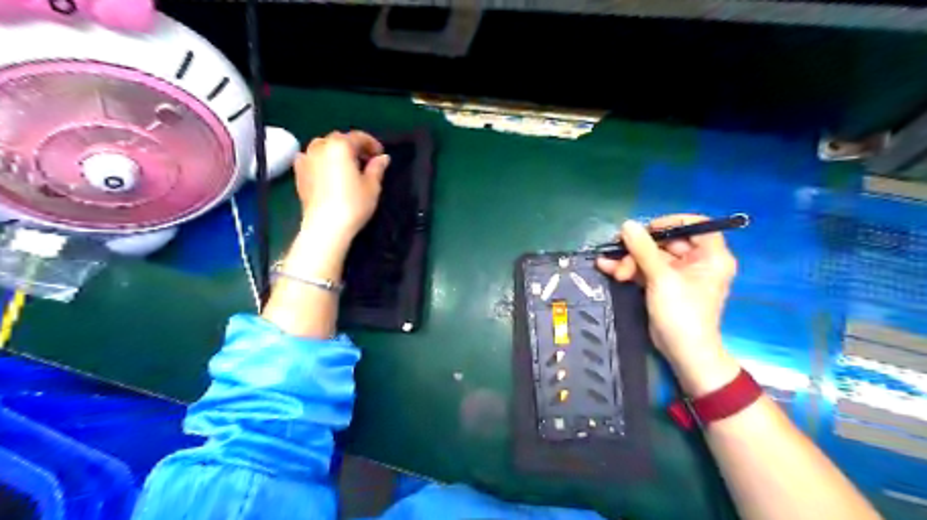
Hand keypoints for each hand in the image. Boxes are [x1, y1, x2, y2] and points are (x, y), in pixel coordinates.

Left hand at [296, 130, 389, 241]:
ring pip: (322, 147)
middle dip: (353, 147)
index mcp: (340, 146)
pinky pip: (310, 159)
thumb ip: (377, 168)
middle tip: (365, 161)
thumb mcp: (372, 186)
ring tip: (346, 166)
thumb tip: (383, 158)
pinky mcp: (299, 173)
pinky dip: (320, 160)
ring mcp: (306, 159)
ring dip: (335, 152)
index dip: (372, 144)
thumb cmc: (353, 204)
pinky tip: (327, 172)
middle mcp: (320, 147)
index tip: (380, 155)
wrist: (326, 226)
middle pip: (339, 139)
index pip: (358, 137)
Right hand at [601, 214, 739, 388]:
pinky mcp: (663, 285)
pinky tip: (607, 267)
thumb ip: (643, 249)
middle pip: (667, 241)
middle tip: (620, 251)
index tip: (647, 228)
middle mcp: (697, 261)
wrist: (682, 351)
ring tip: (613, 269)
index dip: (671, 222)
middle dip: (640, 248)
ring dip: (630, 260)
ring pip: (652, 256)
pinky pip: (645, 269)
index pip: (696, 225)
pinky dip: (629, 268)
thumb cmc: (682, 312)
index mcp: (711, 256)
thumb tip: (627, 225)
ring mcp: (679, 274)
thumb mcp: (662, 278)